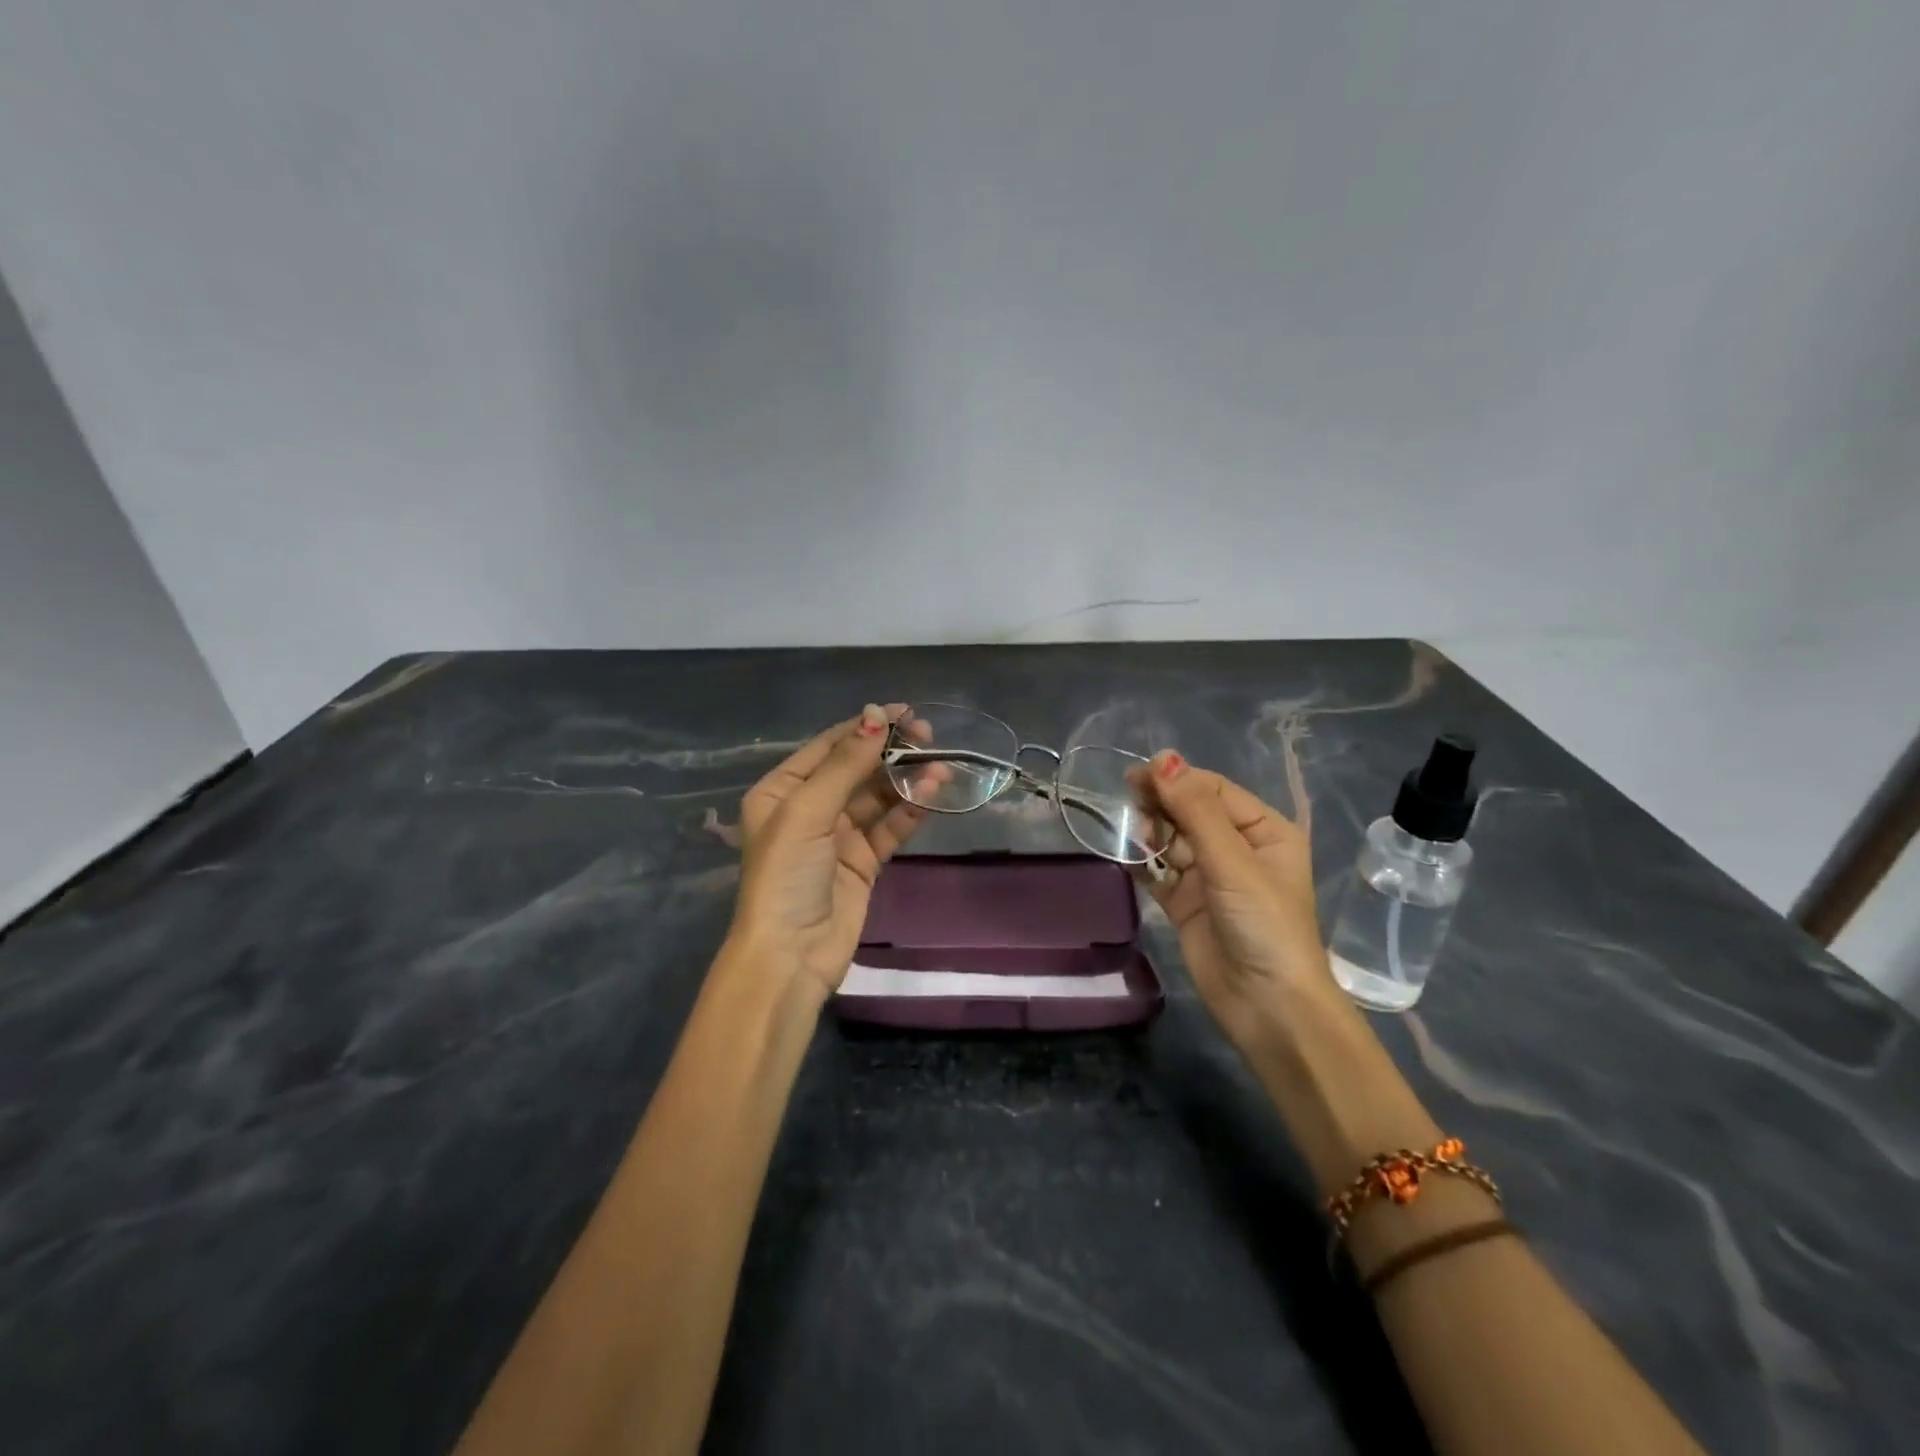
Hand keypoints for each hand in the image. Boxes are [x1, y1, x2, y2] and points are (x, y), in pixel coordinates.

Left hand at [728, 704, 931, 997]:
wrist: (790, 954)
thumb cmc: (786, 873)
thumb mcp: (807, 811)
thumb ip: (845, 764)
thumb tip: (875, 715)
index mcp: (782, 790)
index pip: (829, 746)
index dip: (865, 726)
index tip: (905, 711)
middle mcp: (809, 808)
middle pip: (857, 768)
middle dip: (891, 752)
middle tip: (929, 737)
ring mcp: (838, 835)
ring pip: (878, 796)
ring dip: (907, 780)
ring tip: (940, 766)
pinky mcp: (863, 861)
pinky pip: (890, 826)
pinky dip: (910, 810)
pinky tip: (932, 793)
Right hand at [1127, 752, 1333, 1052]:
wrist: (1267, 1006)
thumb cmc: (1263, 924)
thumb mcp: (1232, 861)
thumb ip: (1195, 809)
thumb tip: (1163, 759)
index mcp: (1263, 830)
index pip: (1213, 789)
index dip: (1177, 779)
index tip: (1137, 776)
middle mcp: (1237, 848)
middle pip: (1189, 810)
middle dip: (1161, 804)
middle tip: (1130, 802)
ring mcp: (1209, 876)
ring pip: (1171, 838)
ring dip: (1151, 833)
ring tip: (1137, 837)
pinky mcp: (1186, 902)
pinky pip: (1159, 871)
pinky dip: (1142, 862)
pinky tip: (1126, 855)